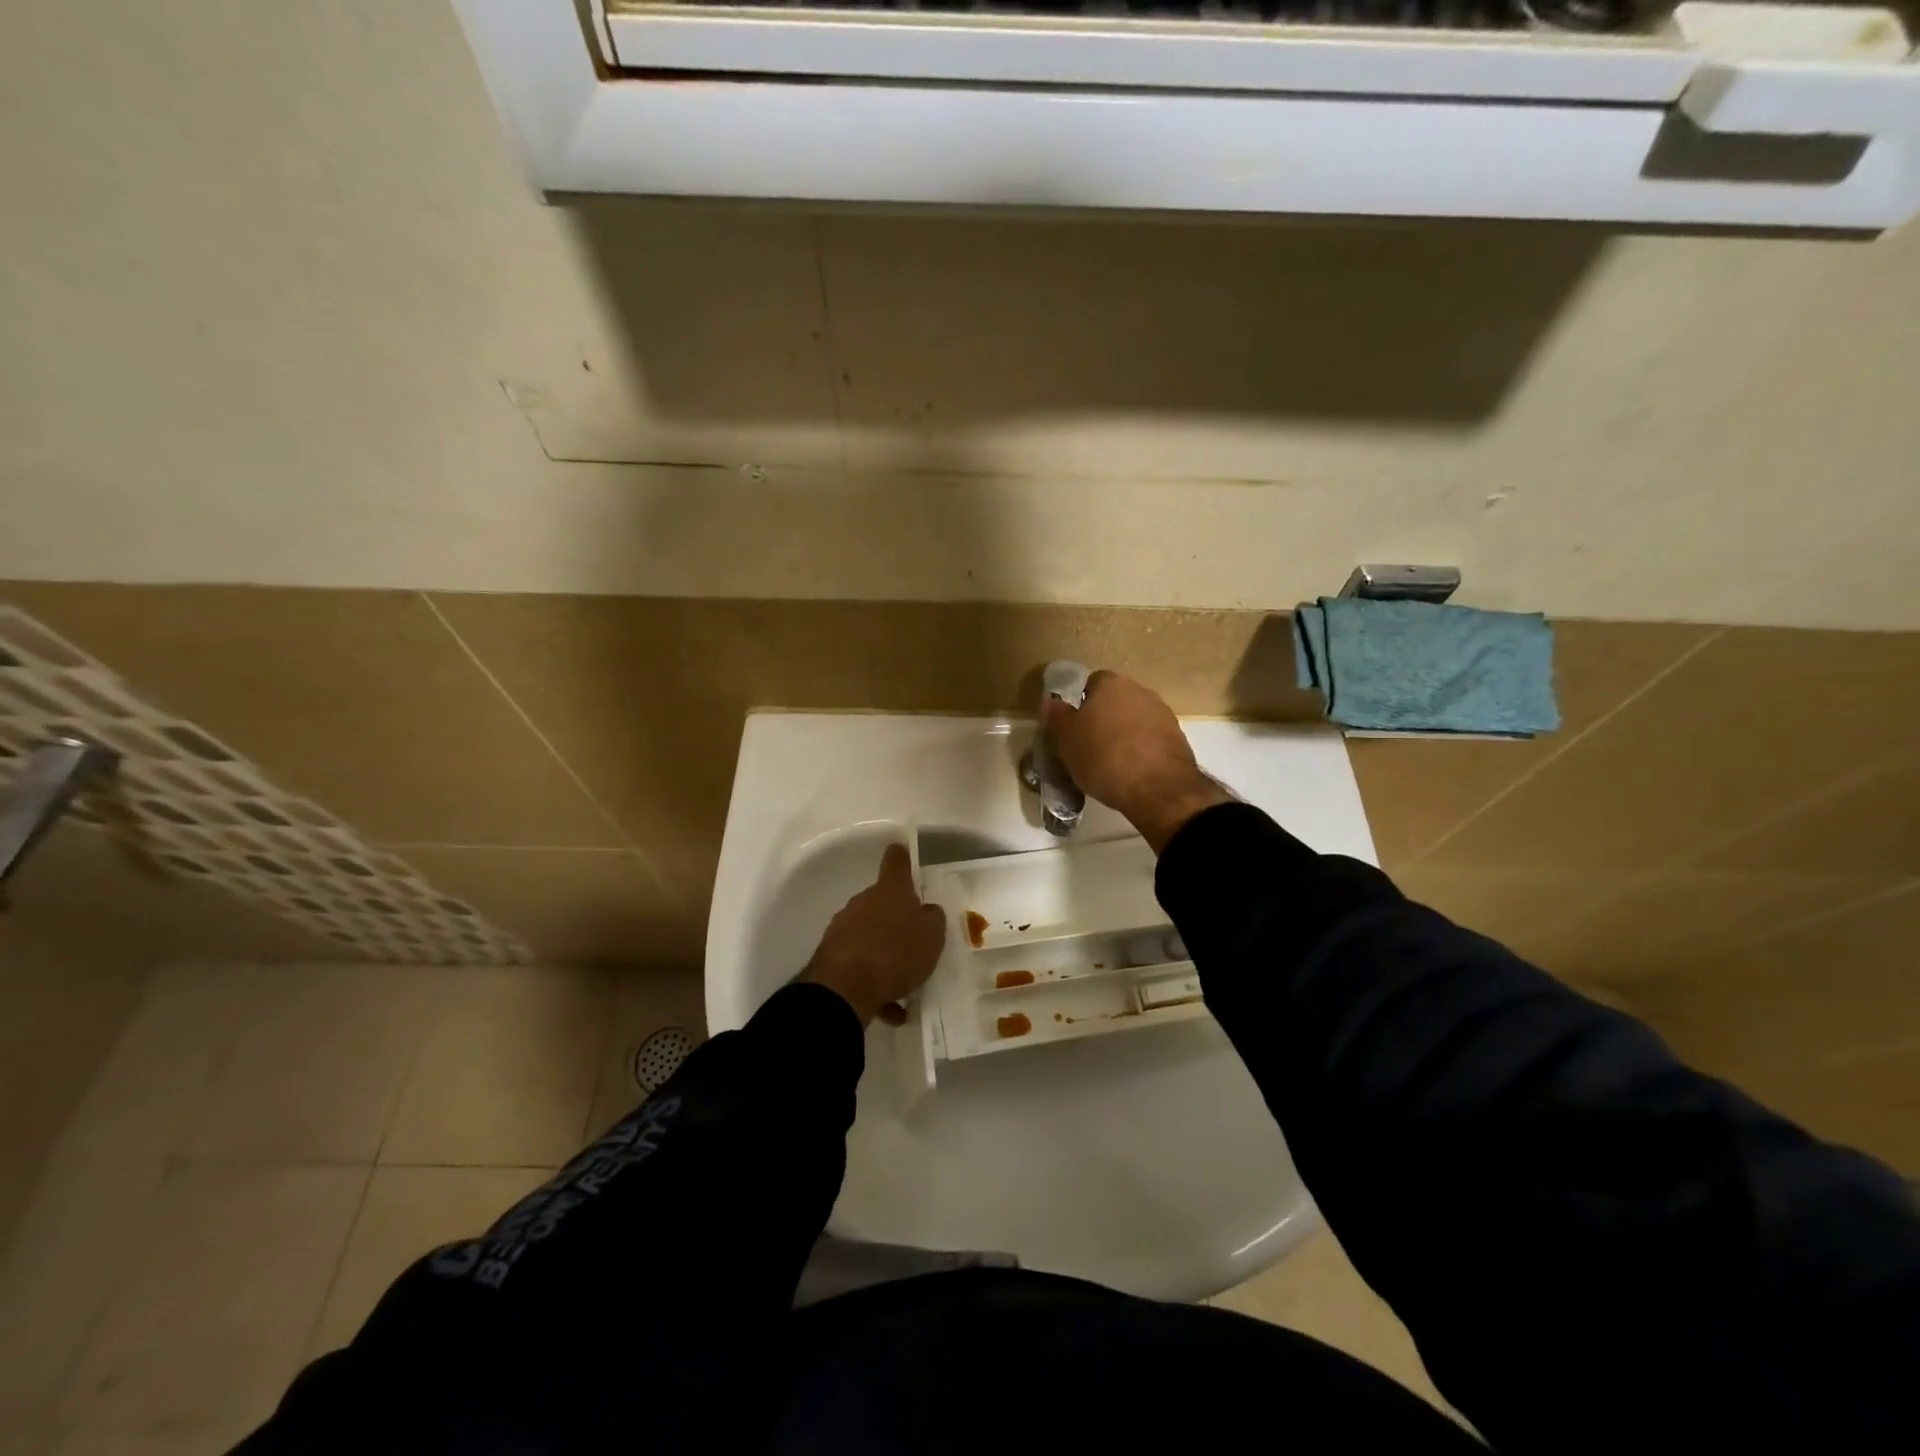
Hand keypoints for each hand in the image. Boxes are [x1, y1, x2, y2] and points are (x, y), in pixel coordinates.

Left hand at [801, 843, 946, 1026]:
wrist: (846, 988)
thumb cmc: (896, 952)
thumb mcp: (932, 936)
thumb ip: (933, 919)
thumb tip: (927, 910)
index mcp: (890, 891)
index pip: (896, 862)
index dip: (902, 857)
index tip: (903, 852)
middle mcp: (863, 903)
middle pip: (882, 904)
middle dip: (896, 921)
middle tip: (915, 943)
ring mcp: (843, 929)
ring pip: (871, 938)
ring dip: (885, 957)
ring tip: (905, 987)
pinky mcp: (831, 958)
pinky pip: (860, 968)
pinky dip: (875, 986)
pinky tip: (890, 1011)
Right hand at [1042, 671, 1230, 852]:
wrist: (1157, 788)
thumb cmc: (1104, 757)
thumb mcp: (1067, 740)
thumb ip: (1057, 716)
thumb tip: (1050, 701)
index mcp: (1111, 684)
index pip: (1091, 683)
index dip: (1080, 704)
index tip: (1074, 727)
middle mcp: (1140, 690)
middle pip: (1115, 700)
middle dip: (1103, 717)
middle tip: (1089, 744)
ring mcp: (1162, 713)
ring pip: (1134, 718)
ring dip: (1124, 733)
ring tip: (1111, 761)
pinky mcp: (1178, 737)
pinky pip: (1150, 738)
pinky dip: (1141, 748)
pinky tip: (1132, 770)